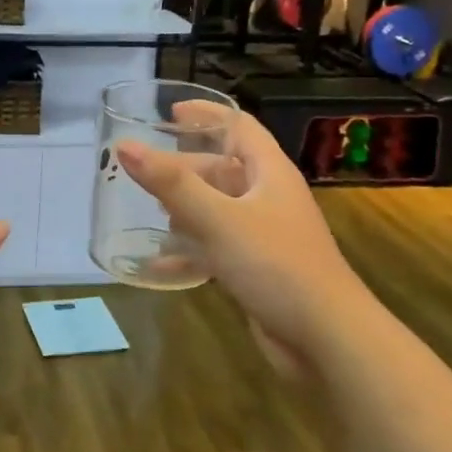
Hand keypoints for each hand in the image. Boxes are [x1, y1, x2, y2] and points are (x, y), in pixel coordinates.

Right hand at [116, 107, 364, 371]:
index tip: (170, 112)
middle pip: (222, 168)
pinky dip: (190, 249)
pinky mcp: (258, 268)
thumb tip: (125, 146)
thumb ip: (171, 183)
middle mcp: (269, 197)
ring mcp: (265, 234)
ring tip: (148, 211)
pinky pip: (217, 246)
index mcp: (269, 172)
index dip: (207, 114)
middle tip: (144, 171)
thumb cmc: (275, 264)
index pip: (239, 126)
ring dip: (185, 208)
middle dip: (184, 167)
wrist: (325, 338)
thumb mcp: (218, 218)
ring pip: (218, 208)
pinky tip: (159, 263)